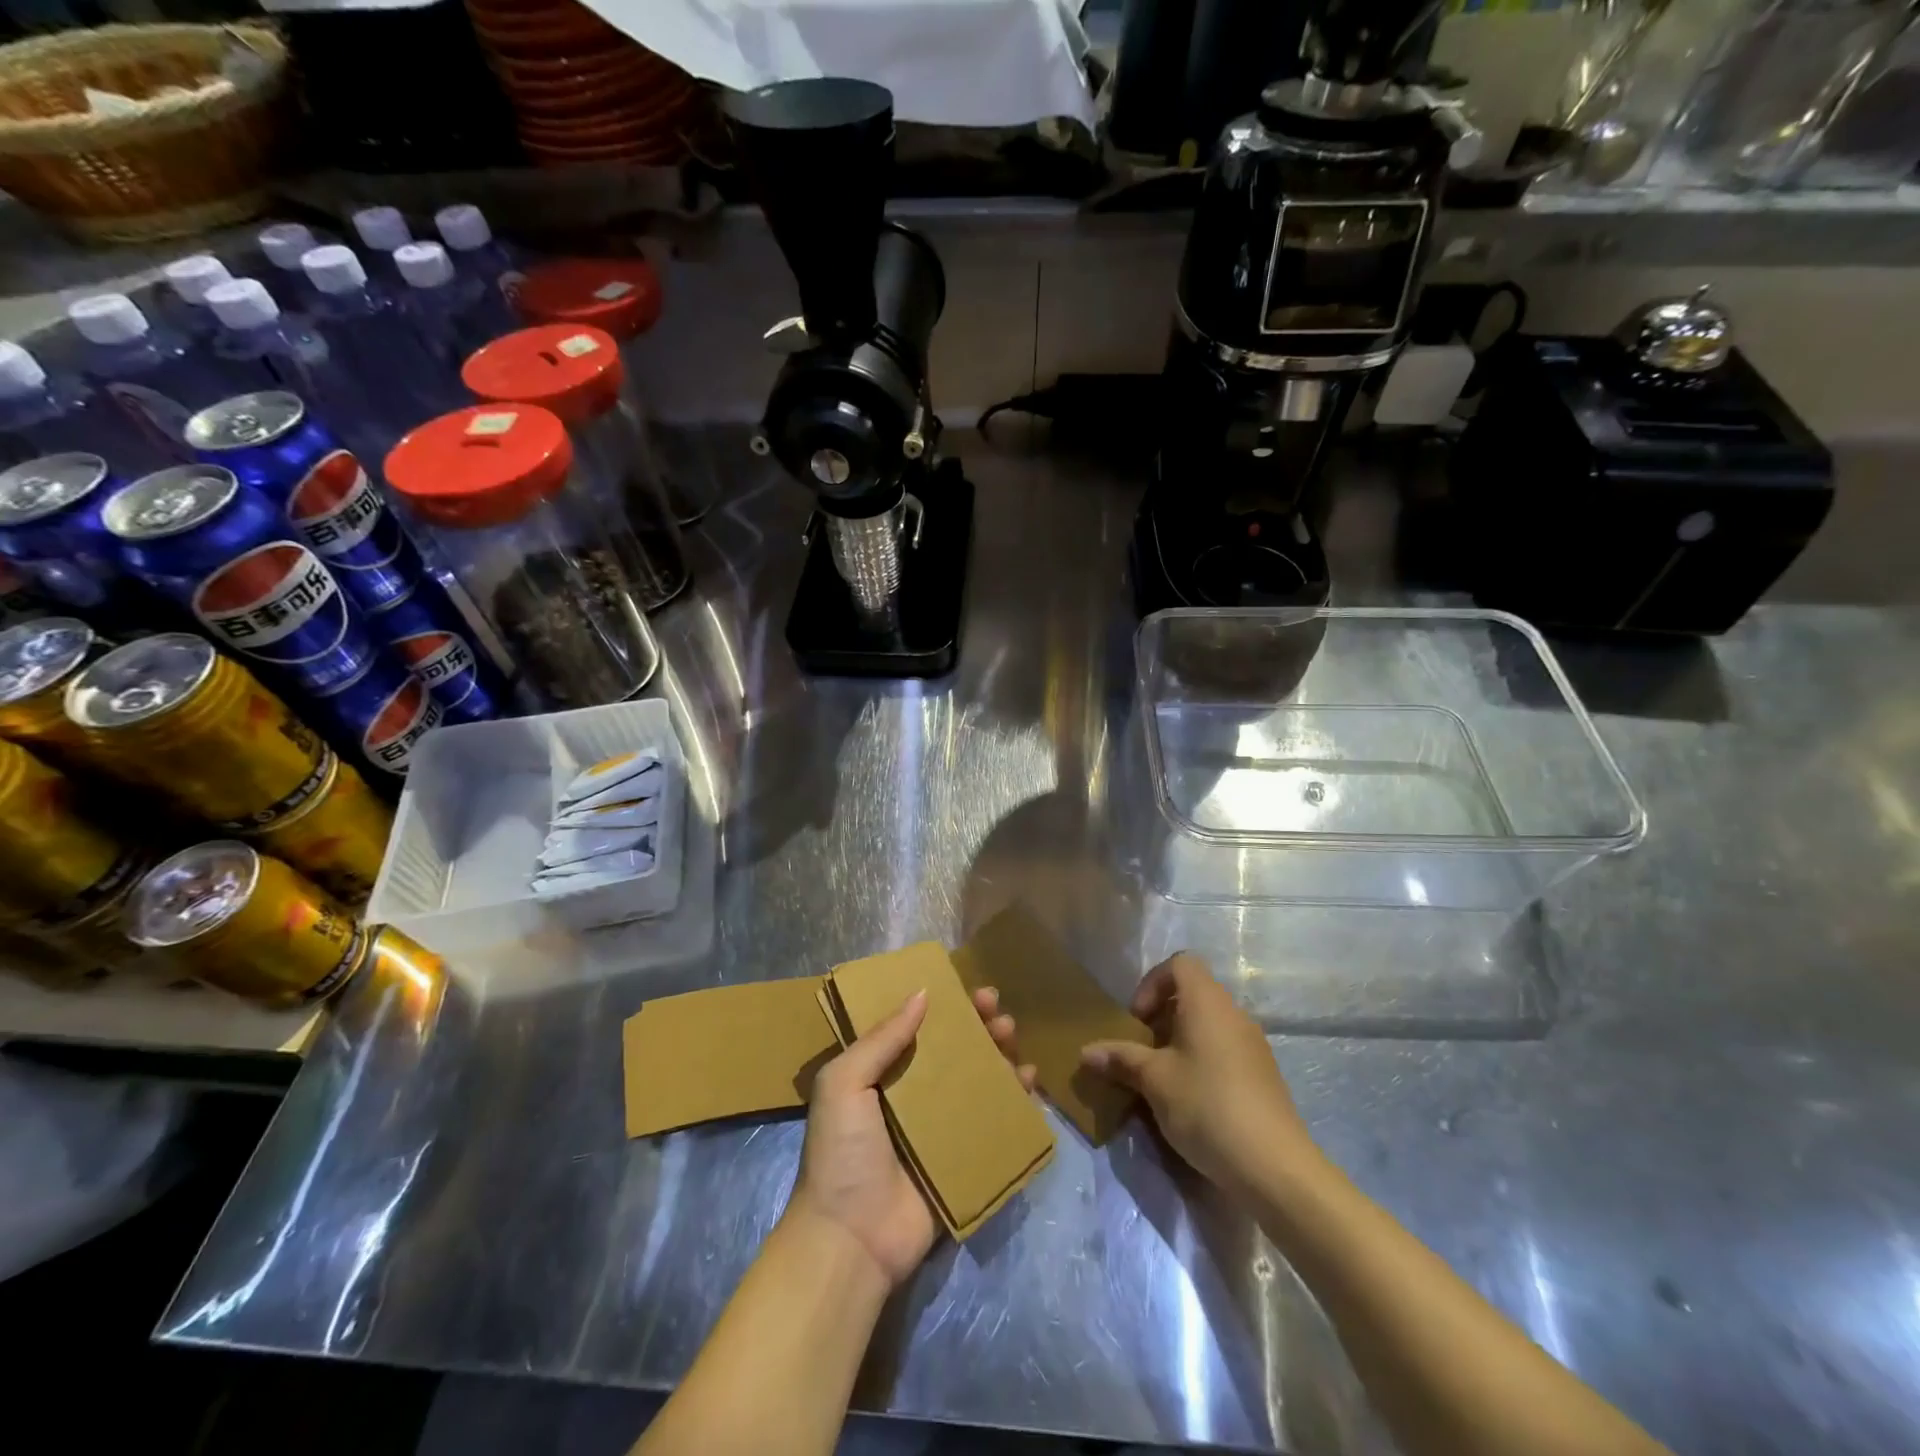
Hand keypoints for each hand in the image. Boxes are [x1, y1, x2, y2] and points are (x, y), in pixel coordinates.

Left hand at [786, 985, 1035, 1289]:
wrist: (852, 1240)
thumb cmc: (842, 1153)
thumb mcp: (844, 1083)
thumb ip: (881, 1039)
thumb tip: (922, 993)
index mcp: (881, 1074)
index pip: (918, 1028)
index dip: (944, 1006)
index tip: (968, 989)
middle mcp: (913, 1096)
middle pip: (954, 1051)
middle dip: (978, 1027)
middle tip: (997, 1011)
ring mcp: (941, 1129)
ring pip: (979, 1081)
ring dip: (1000, 1056)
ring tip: (1013, 1039)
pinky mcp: (964, 1159)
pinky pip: (995, 1123)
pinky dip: (1016, 1101)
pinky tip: (1030, 1083)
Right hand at [1080, 952, 1313, 1196]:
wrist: (1274, 1167)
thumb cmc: (1206, 1106)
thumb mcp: (1154, 1081)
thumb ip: (1120, 1059)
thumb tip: (1086, 1052)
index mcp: (1207, 1002)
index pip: (1180, 963)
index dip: (1152, 983)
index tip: (1137, 1019)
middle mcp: (1233, 1013)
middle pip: (1193, 994)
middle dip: (1161, 1017)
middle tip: (1142, 1051)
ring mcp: (1253, 1045)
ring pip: (1208, 1025)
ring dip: (1180, 1042)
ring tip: (1161, 1078)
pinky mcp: (1263, 1075)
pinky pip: (1224, 1050)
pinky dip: (1202, 1061)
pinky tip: (1190, 1100)